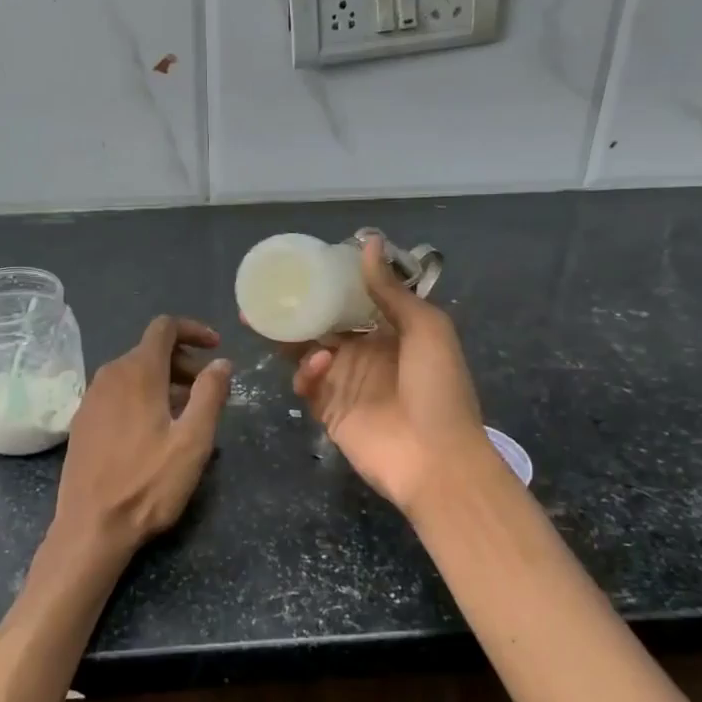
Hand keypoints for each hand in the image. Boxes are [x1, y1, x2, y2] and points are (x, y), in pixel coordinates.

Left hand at [54, 316, 230, 555]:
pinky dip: (142, 396)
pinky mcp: (82, 422)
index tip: (217, 348)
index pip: (164, 327)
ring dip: (164, 381)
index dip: (193, 330)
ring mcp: (91, 399)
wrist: (91, 526)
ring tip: (187, 412)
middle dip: (183, 361)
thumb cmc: (148, 483)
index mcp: (137, 373)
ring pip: (133, 373)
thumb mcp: (193, 441)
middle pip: (150, 350)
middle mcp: (109, 376)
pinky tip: (155, 429)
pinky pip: (117, 393)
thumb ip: (210, 394)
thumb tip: (221, 362)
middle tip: (209, 389)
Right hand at [291, 239, 489, 513]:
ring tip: (269, 323)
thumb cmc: (438, 388)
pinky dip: (306, 373)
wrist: (436, 459)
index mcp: (391, 331)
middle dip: (295, 310)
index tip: (302, 266)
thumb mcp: (426, 329)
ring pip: (306, 353)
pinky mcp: (329, 411)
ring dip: (291, 339)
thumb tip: (368, 242)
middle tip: (263, 296)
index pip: (353, 301)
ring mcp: (345, 383)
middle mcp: (365, 353)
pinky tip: (317, 367)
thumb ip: (392, 290)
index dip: (329, 284)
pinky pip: (307, 386)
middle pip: (322, 325)